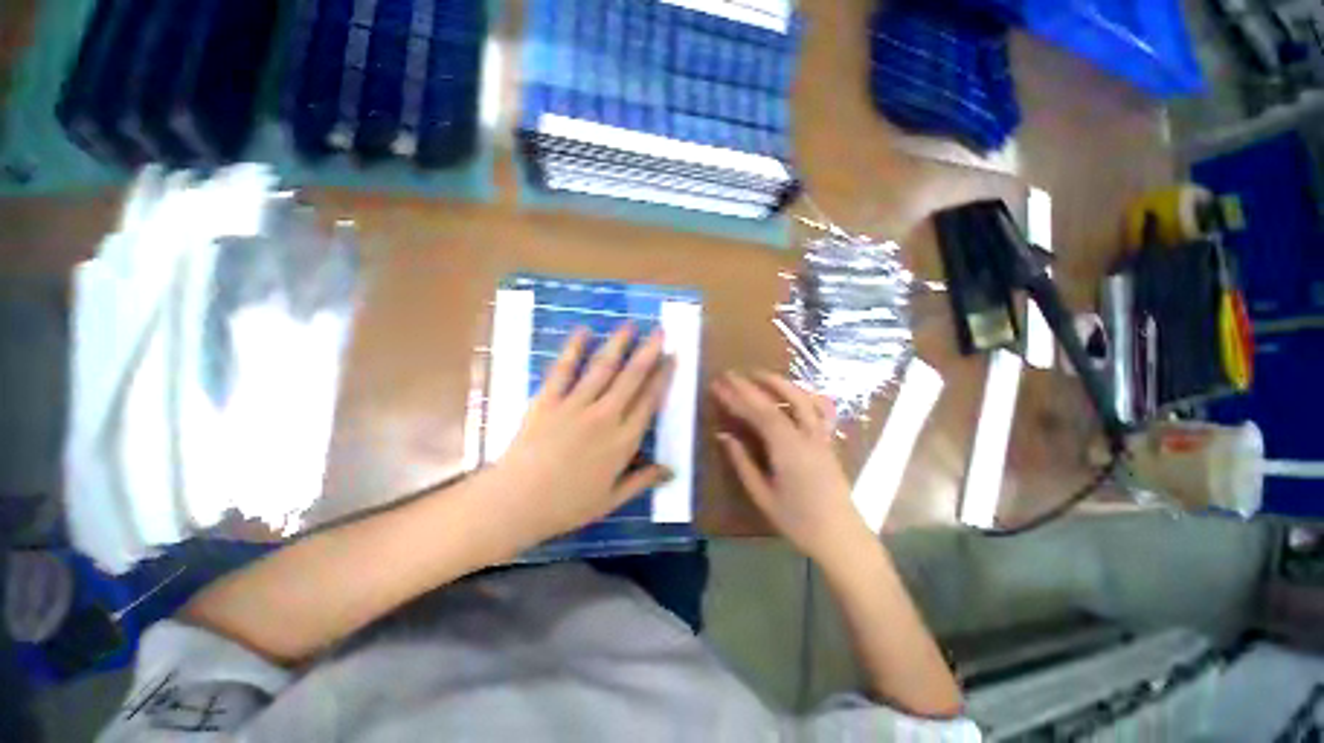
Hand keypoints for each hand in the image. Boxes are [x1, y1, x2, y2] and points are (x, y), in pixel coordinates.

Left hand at [492, 324, 673, 546]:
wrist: (516, 503)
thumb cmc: (567, 505)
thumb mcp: (611, 500)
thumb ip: (643, 480)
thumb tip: (672, 470)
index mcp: (623, 441)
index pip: (650, 401)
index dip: (663, 377)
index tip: (672, 357)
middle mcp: (605, 416)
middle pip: (632, 378)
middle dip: (648, 352)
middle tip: (660, 331)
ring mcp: (575, 405)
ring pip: (603, 368)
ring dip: (618, 344)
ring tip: (630, 325)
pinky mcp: (548, 400)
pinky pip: (563, 370)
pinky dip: (573, 349)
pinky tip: (583, 331)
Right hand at [711, 371, 867, 564]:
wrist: (841, 538)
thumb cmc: (798, 521)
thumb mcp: (762, 495)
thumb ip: (742, 462)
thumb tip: (723, 435)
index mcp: (787, 449)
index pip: (758, 413)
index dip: (736, 398)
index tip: (718, 386)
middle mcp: (806, 435)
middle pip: (777, 400)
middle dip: (751, 385)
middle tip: (730, 374)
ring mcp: (821, 436)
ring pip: (802, 398)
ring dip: (779, 382)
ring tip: (757, 374)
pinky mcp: (828, 441)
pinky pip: (818, 409)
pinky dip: (804, 395)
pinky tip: (794, 392)